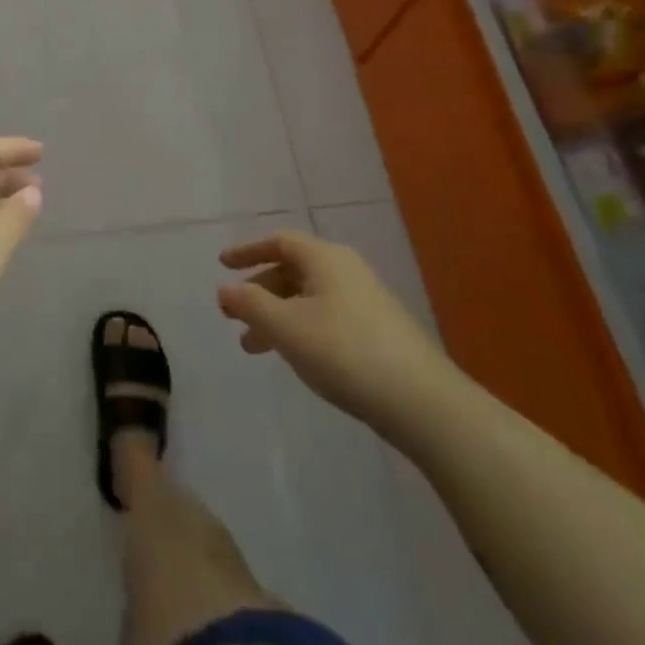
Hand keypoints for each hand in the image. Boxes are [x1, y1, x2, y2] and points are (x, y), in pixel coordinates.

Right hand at [217, 231, 465, 440]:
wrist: (422, 402)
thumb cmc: (344, 352)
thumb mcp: (285, 326)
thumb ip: (250, 304)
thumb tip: (224, 290)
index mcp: (325, 259)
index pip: (279, 242)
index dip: (248, 251)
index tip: (222, 265)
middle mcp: (347, 271)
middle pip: (292, 270)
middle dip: (259, 292)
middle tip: (234, 316)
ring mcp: (366, 301)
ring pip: (308, 298)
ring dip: (276, 316)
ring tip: (254, 348)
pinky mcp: (378, 332)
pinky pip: (325, 317)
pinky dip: (300, 329)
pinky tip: (295, 357)